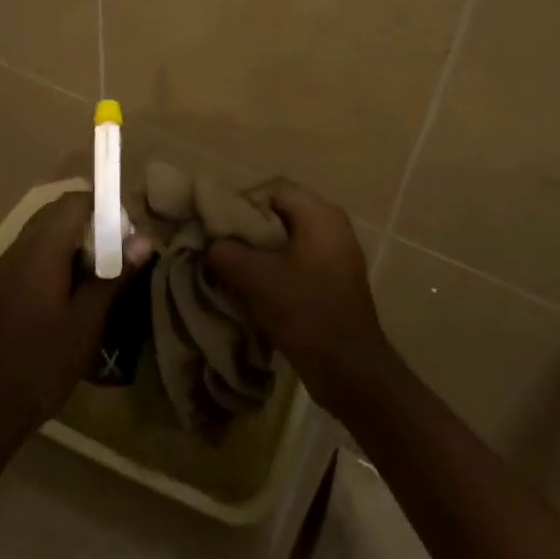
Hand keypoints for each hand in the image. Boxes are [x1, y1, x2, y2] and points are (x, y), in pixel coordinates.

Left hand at [0, 191, 123, 449]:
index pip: (74, 201)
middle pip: (57, 213)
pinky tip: (70, 293)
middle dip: (90, 223)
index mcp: (40, 250)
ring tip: (98, 275)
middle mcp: (18, 249)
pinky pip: (31, 254)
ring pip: (43, 233)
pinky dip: (55, 258)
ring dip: (72, 242)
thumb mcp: (86, 323)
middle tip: (117, 254)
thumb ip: (114, 276)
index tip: (127, 234)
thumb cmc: (40, 364)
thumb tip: (145, 240)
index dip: (104, 207)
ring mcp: (4, 268)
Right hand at [207, 179, 399, 420]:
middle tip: (224, 249)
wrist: (349, 370)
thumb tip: (210, 244)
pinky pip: (299, 258)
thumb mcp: (255, 279)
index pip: (272, 188)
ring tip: (237, 271)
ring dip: (261, 251)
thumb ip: (225, 252)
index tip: (221, 229)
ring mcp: (338, 252)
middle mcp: (333, 224)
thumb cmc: (304, 312)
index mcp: (320, 214)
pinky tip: (260, 289)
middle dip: (249, 229)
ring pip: (288, 237)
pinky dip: (278, 267)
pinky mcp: (336, 277)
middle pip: (280, 211)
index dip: (242, 203)